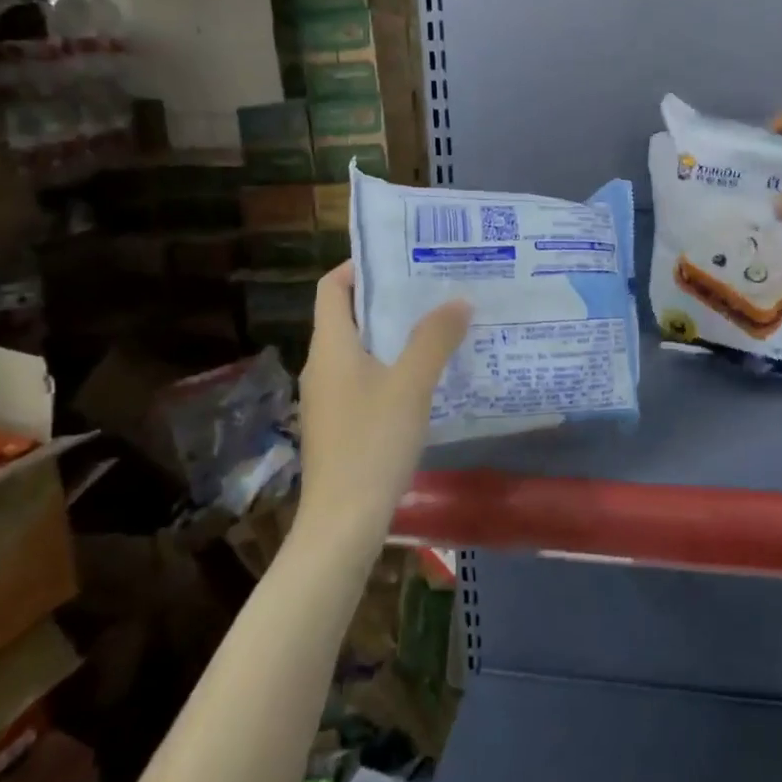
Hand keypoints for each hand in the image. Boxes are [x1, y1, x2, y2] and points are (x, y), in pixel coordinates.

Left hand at [296, 263, 471, 539]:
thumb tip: (458, 301)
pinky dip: (391, 365)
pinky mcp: (340, 423)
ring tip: (437, 324)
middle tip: (433, 287)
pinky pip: (365, 377)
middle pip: (349, 315)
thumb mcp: (411, 385)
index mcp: (331, 346)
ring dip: (393, 333)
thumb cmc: (372, 443)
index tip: (399, 258)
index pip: (332, 287)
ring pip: (360, 348)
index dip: (358, 265)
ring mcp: (329, 397)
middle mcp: (323, 365)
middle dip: (388, 298)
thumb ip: (434, 339)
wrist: (342, 523)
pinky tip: (426, 376)